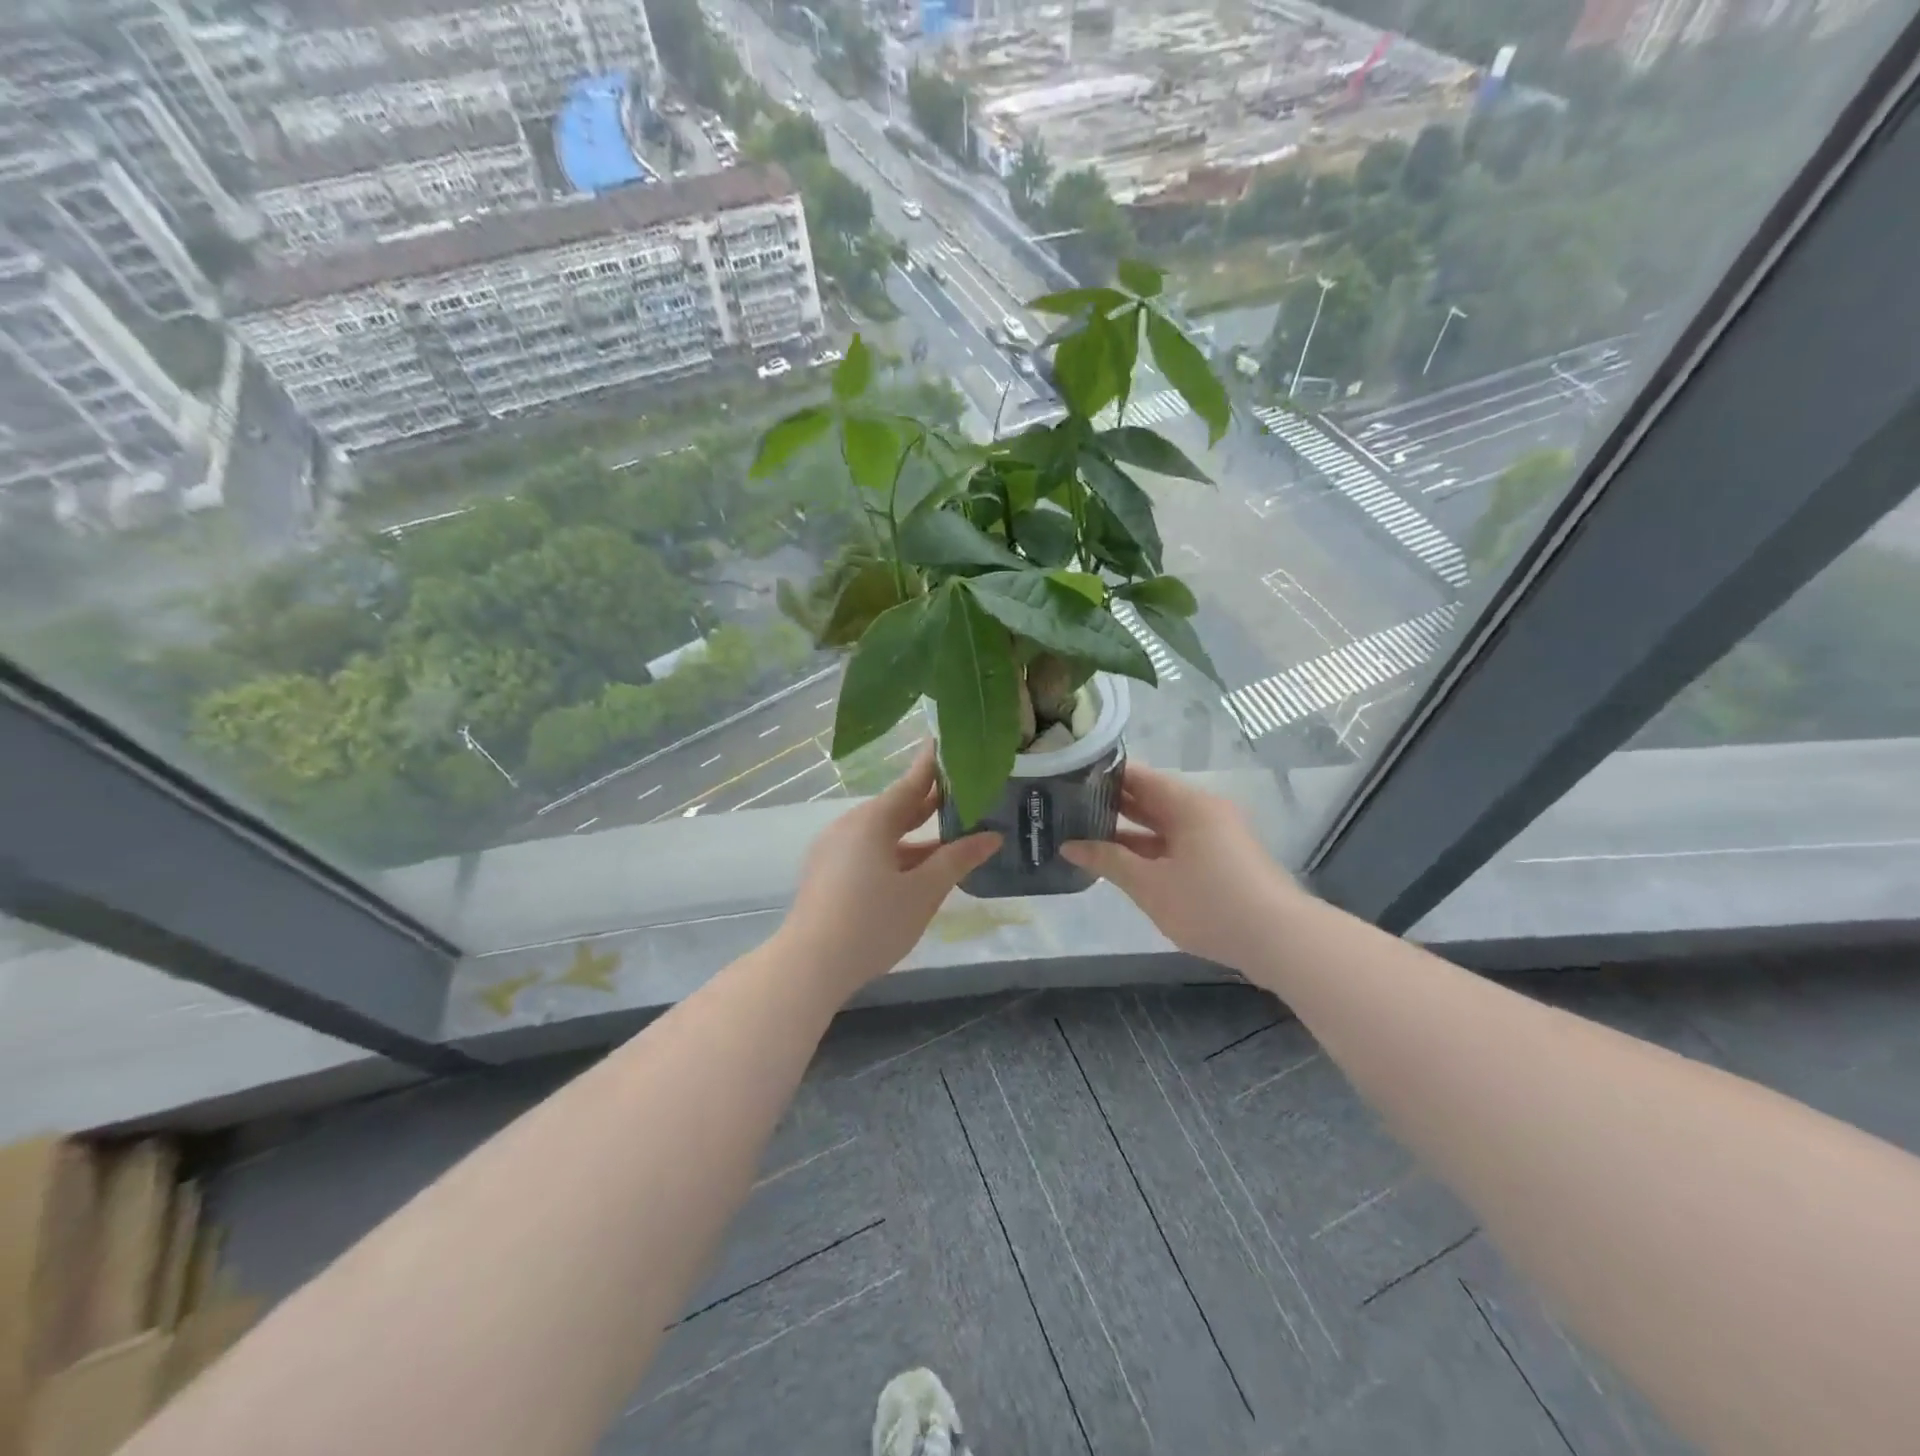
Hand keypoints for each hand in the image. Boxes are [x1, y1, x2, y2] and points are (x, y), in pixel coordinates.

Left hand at [779, 745, 999, 995]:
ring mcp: (835, 849)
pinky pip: (869, 850)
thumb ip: (957, 859)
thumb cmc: (872, 923)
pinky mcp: (828, 872)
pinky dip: (897, 851)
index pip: (911, 782)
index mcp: (872, 820)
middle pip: (896, 806)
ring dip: (916, 833)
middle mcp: (850, 826)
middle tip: (965, 789)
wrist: (809, 965)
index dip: (933, 764)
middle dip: (930, 801)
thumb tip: (991, 836)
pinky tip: (918, 866)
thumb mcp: (923, 891)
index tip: (949, 741)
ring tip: (951, 831)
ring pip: (883, 832)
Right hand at [1062, 763, 1301, 973]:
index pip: (1138, 777)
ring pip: (1163, 826)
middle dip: (1112, 806)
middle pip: (1151, 799)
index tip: (1068, 783)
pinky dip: (1150, 851)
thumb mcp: (1150, 884)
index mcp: (1188, 804)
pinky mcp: (1222, 861)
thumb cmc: (1209, 903)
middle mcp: (1203, 811)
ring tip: (1085, 836)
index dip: (1103, 778)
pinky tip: (1122, 864)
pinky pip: (1176, 845)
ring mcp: (1215, 836)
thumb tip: (1069, 845)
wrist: (1280, 940)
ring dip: (1129, 833)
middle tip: (1068, 810)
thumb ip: (1108, 861)